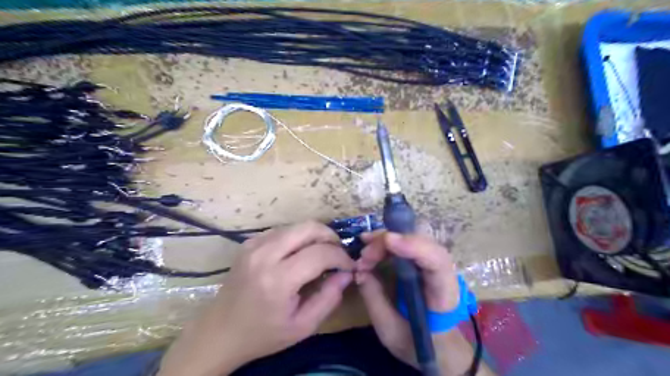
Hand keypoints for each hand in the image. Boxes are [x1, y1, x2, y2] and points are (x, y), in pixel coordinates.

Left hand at [159, 221, 354, 374]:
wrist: (219, 332)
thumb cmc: (262, 334)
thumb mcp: (303, 326)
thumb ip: (329, 298)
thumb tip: (347, 273)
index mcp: (278, 279)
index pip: (321, 253)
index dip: (341, 257)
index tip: (349, 266)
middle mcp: (265, 254)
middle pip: (309, 227)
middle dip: (330, 237)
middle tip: (338, 253)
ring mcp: (254, 244)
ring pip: (297, 226)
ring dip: (315, 236)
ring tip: (322, 254)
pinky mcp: (249, 242)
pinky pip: (283, 230)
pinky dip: (298, 237)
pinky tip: (300, 254)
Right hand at [356, 232, 461, 369]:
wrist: (436, 346)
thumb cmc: (416, 343)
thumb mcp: (390, 330)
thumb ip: (375, 299)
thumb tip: (358, 270)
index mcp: (444, 296)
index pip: (437, 263)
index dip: (415, 247)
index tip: (388, 241)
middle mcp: (443, 273)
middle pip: (423, 244)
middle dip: (391, 242)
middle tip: (364, 254)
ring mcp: (433, 264)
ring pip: (414, 238)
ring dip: (386, 240)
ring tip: (364, 249)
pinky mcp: (421, 261)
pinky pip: (406, 243)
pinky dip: (387, 241)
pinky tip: (369, 243)